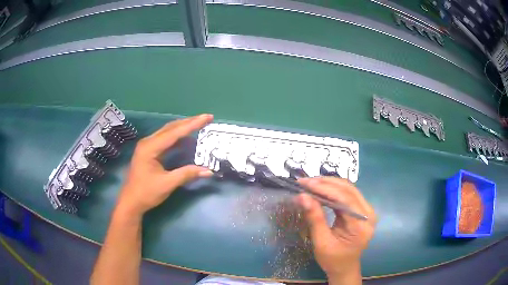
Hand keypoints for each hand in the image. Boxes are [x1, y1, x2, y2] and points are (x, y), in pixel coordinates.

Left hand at [115, 114, 213, 217]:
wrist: (131, 202)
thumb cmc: (146, 193)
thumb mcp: (167, 184)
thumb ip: (187, 174)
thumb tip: (209, 171)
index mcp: (150, 147)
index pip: (174, 132)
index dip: (192, 125)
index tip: (207, 117)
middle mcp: (148, 142)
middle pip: (171, 128)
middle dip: (189, 122)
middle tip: (206, 118)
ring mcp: (147, 146)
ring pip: (168, 131)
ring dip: (183, 127)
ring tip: (199, 124)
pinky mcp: (149, 151)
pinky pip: (165, 139)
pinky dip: (177, 136)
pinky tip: (186, 137)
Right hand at [296, 177, 375, 283]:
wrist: (344, 268)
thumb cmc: (333, 260)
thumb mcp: (321, 242)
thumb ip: (315, 218)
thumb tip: (302, 196)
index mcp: (361, 224)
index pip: (344, 198)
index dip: (324, 188)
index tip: (304, 183)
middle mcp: (368, 213)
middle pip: (348, 190)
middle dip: (325, 183)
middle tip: (304, 182)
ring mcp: (367, 210)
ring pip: (348, 189)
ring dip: (329, 184)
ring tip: (310, 183)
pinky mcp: (362, 210)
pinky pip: (348, 194)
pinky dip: (333, 190)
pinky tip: (320, 189)